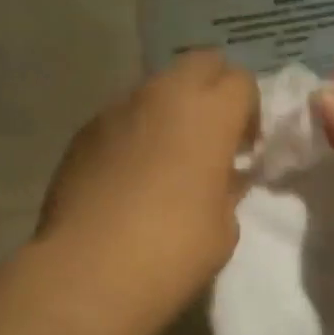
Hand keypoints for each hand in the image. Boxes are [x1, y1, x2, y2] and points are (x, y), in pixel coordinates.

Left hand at [36, 50, 258, 285]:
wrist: (88, 271)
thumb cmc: (173, 249)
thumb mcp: (224, 225)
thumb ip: (228, 186)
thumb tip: (222, 175)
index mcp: (210, 112)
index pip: (241, 80)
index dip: (248, 110)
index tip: (243, 148)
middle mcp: (164, 95)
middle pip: (200, 63)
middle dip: (213, 88)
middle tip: (211, 134)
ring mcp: (119, 108)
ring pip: (157, 86)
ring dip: (171, 108)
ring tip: (166, 154)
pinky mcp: (85, 130)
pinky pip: (122, 115)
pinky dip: (134, 130)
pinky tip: (128, 174)